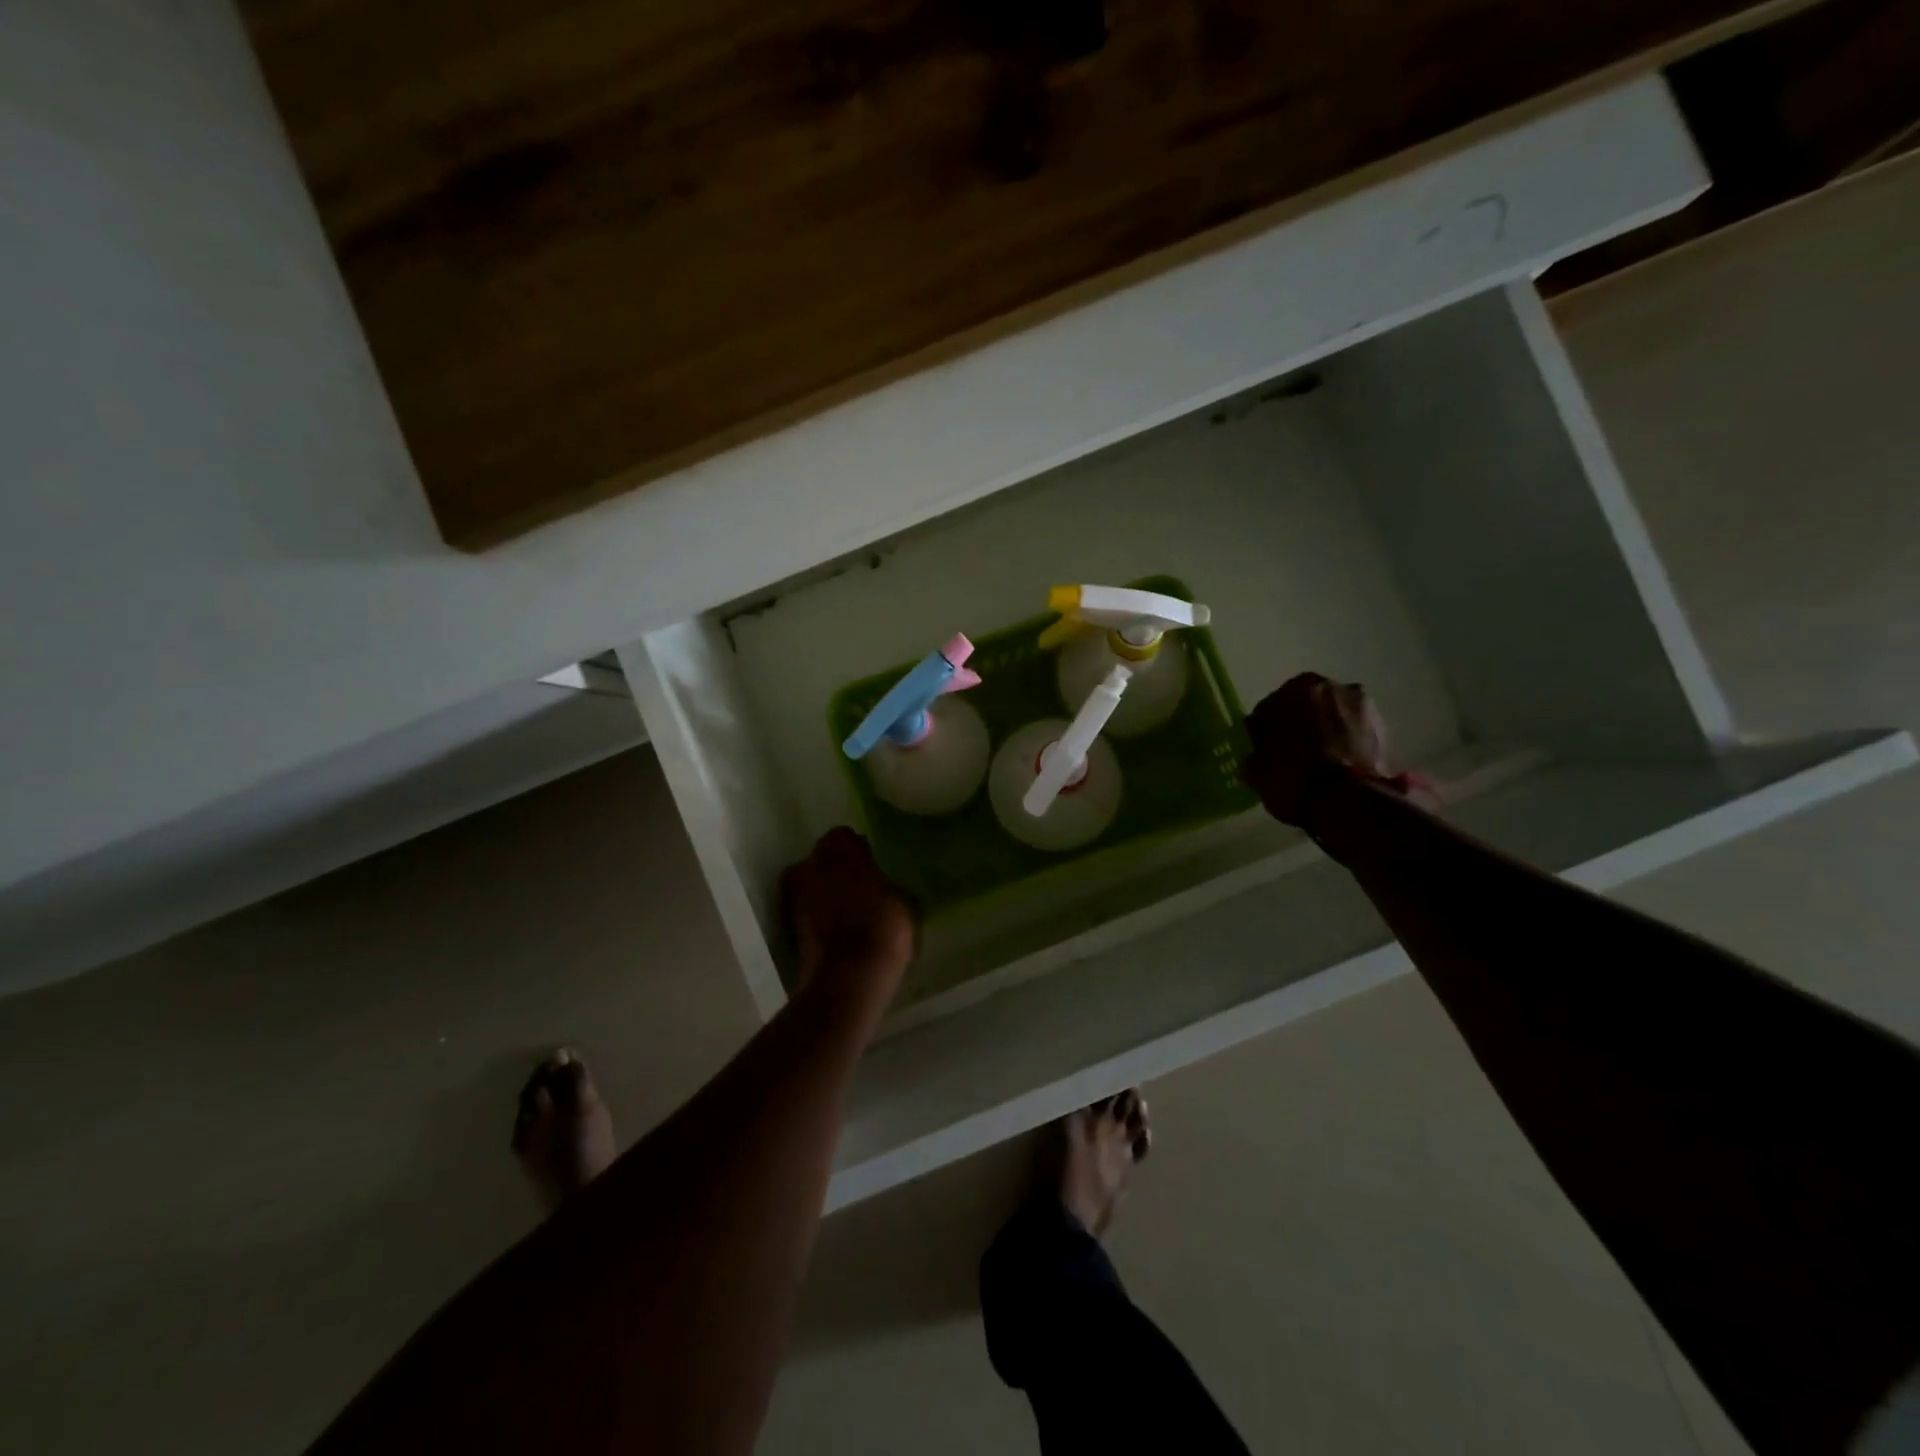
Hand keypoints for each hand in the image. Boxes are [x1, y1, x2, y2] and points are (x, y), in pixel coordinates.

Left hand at [780, 827, 916, 991]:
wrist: (850, 976)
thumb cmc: (884, 926)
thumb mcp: (905, 901)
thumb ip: (890, 885)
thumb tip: (889, 888)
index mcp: (838, 847)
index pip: (845, 837)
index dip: (859, 851)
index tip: (873, 866)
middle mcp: (809, 863)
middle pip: (823, 860)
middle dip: (838, 872)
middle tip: (861, 888)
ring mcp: (794, 895)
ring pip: (812, 887)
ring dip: (826, 895)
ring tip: (849, 913)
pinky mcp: (788, 927)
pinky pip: (808, 913)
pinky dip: (819, 919)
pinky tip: (839, 932)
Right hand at [1241, 673, 1405, 827]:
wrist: (1347, 801)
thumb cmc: (1292, 778)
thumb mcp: (1256, 771)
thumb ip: (1255, 753)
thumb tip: (1259, 752)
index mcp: (1294, 689)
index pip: (1270, 708)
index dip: (1265, 731)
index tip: (1265, 751)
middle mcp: (1330, 687)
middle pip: (1306, 706)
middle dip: (1299, 725)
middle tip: (1293, 754)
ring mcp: (1362, 705)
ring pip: (1333, 716)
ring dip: (1326, 731)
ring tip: (1321, 761)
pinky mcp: (1385, 728)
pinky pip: (1354, 732)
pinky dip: (1347, 743)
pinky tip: (1340, 765)